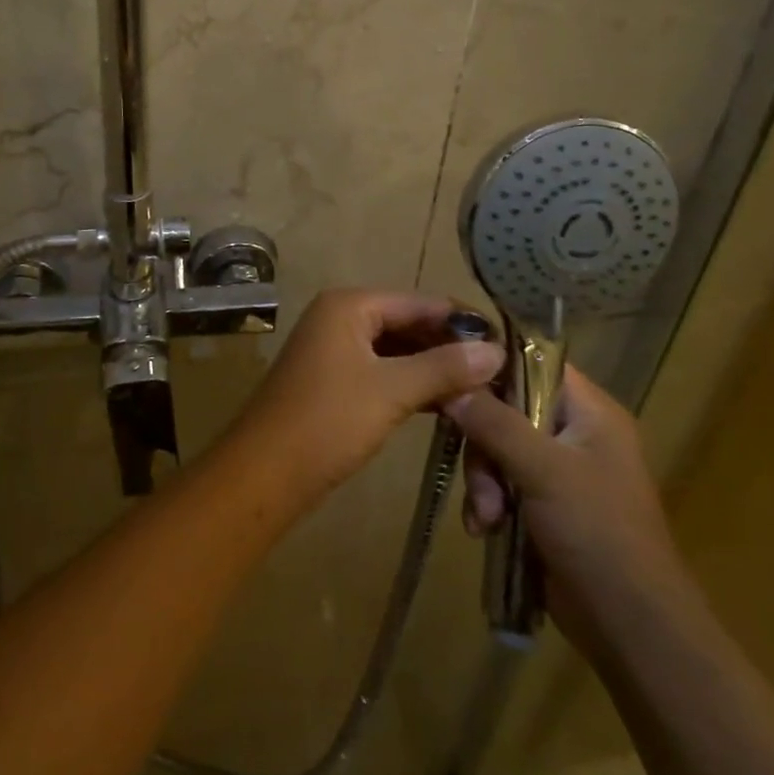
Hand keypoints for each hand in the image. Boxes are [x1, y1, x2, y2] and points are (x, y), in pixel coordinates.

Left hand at [233, 289, 504, 500]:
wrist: (265, 472)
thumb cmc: (328, 421)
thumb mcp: (391, 391)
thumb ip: (443, 367)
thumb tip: (496, 351)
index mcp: (349, 305)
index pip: (419, 301)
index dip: (462, 321)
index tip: (508, 343)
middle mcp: (340, 316)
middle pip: (407, 322)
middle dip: (449, 347)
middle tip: (500, 372)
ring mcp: (334, 349)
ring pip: (396, 349)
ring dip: (433, 368)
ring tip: (483, 389)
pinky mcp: (334, 380)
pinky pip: (382, 370)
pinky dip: (411, 384)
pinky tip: (446, 403)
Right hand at [444, 365, 689, 652]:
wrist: (632, 628)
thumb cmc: (598, 533)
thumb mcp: (543, 470)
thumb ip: (495, 422)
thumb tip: (451, 386)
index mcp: (590, 412)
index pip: (534, 362)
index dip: (492, 364)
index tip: (452, 376)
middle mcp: (575, 433)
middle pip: (506, 409)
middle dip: (483, 446)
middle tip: (480, 478)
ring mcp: (559, 470)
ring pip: (497, 448)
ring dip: (483, 481)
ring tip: (486, 517)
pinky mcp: (544, 504)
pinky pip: (501, 482)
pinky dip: (488, 502)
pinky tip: (484, 529)